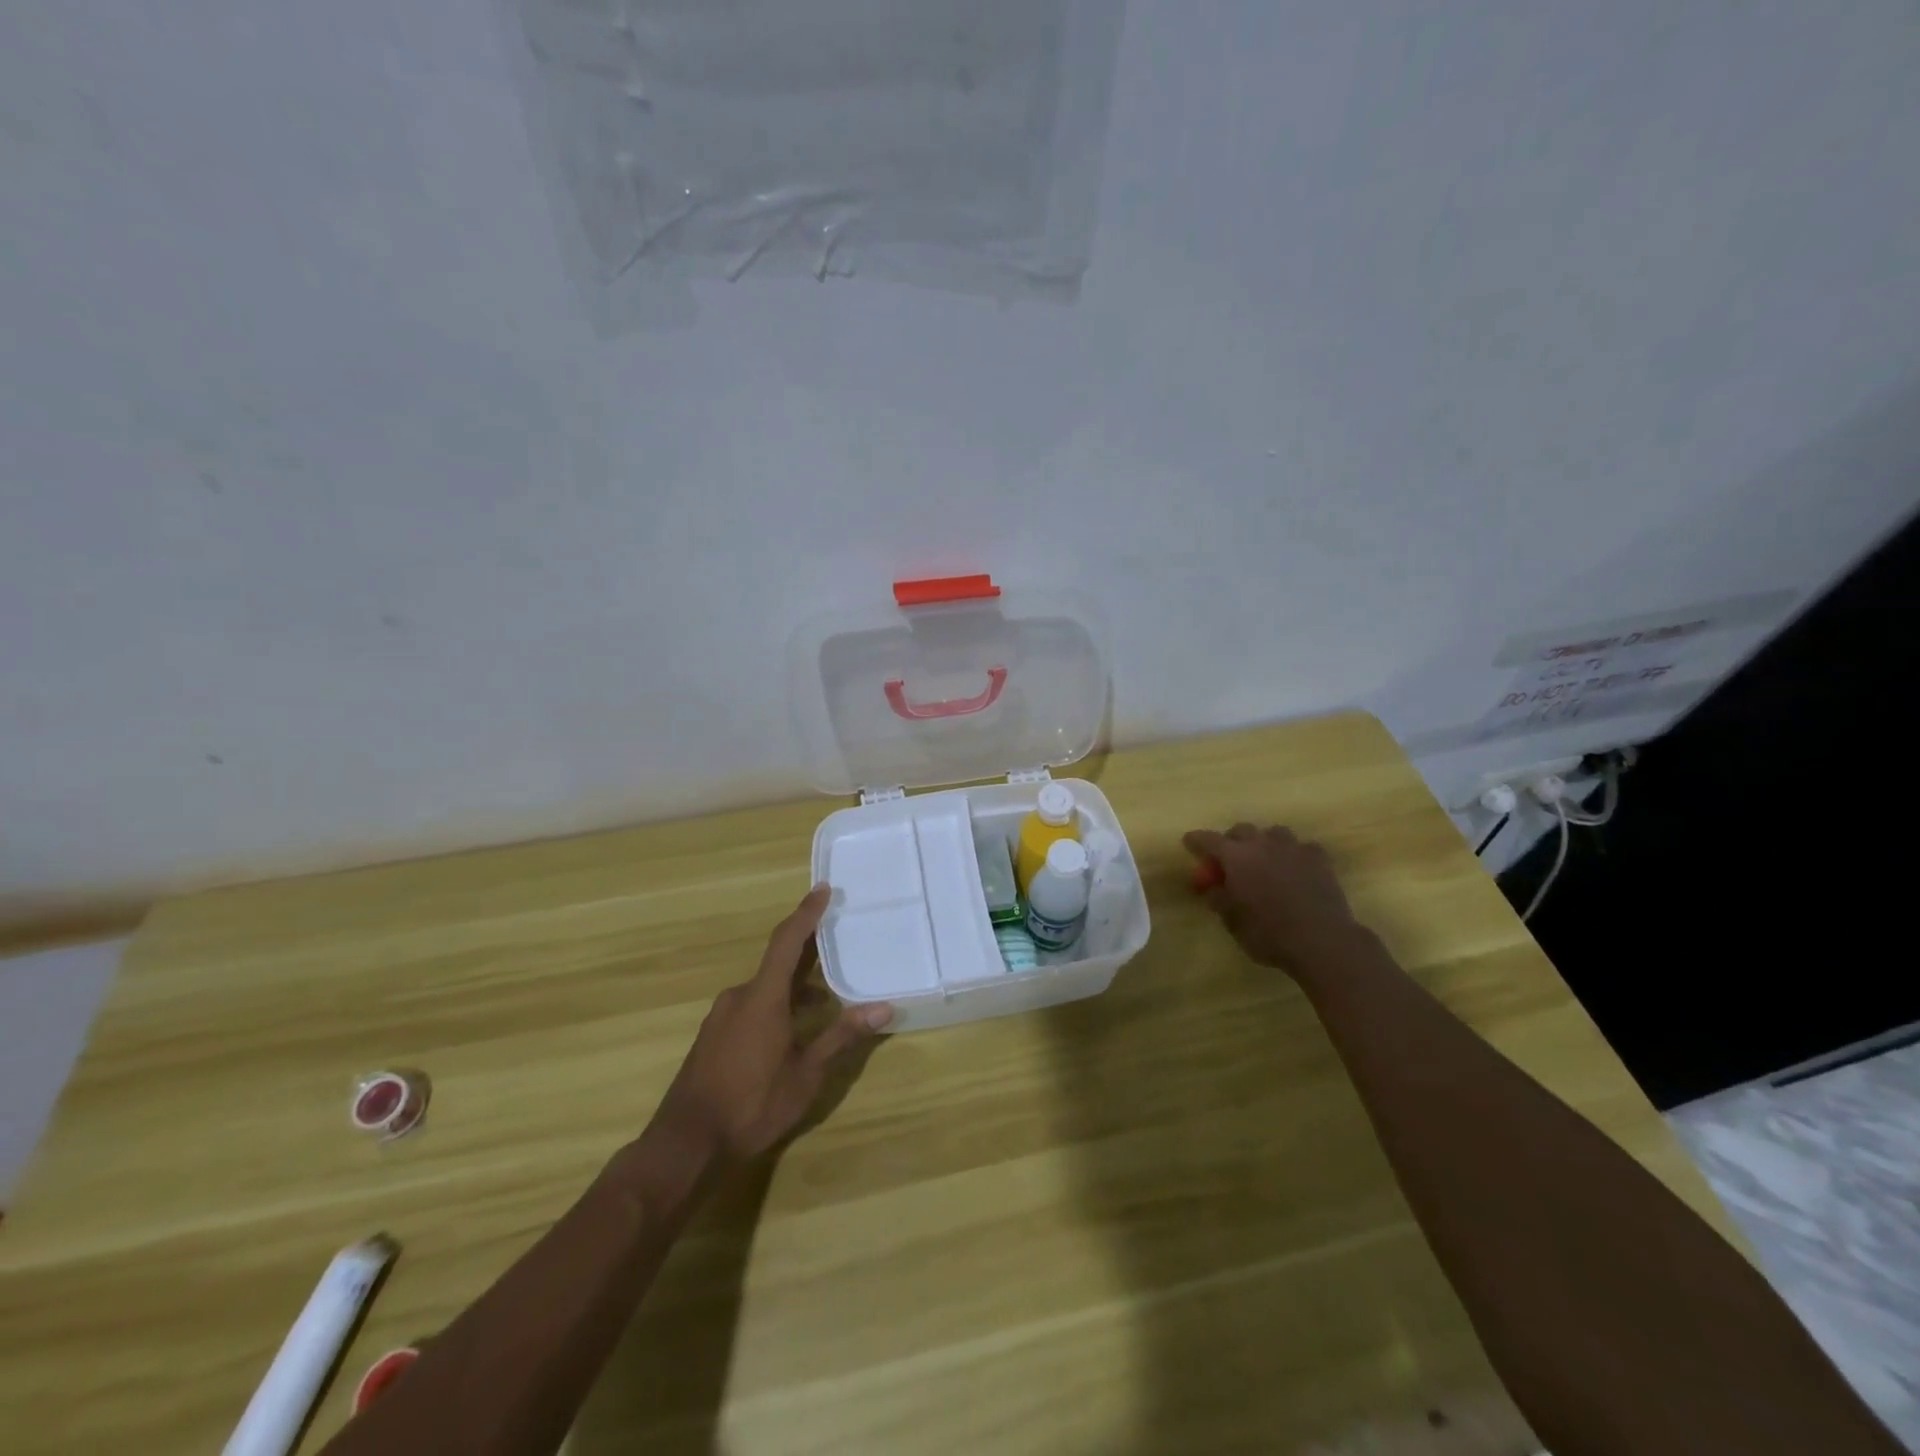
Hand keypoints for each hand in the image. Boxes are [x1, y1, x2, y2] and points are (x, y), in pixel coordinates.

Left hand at [650, 883, 891, 1167]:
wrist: (685, 1144)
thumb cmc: (751, 1105)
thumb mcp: (805, 1075)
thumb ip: (841, 1037)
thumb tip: (883, 1008)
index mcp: (762, 997)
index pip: (787, 941)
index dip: (806, 913)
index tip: (824, 889)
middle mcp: (739, 997)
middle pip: (778, 962)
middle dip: (808, 951)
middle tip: (838, 941)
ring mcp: (722, 1016)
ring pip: (765, 987)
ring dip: (794, 986)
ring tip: (826, 999)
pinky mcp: (714, 1035)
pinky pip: (751, 1004)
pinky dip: (777, 1004)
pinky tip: (793, 1029)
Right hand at [1183, 823, 1359, 973]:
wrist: (1321, 940)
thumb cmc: (1268, 933)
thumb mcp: (1232, 922)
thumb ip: (1218, 899)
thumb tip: (1212, 887)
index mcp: (1236, 857)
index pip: (1208, 840)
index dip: (1196, 840)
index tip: (1189, 842)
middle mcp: (1262, 844)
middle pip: (1241, 830)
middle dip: (1231, 841)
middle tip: (1230, 860)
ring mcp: (1293, 848)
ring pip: (1273, 833)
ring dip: (1264, 843)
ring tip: (1265, 861)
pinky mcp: (1319, 858)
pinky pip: (1302, 847)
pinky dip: (1294, 855)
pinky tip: (1296, 870)